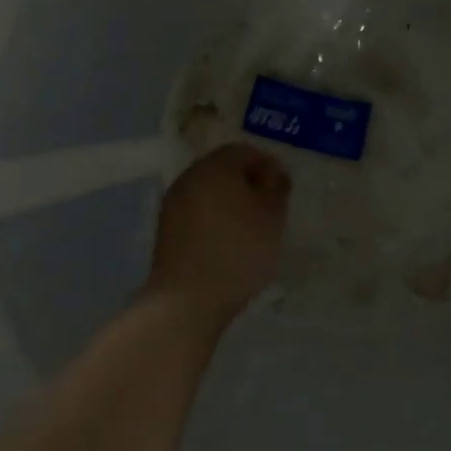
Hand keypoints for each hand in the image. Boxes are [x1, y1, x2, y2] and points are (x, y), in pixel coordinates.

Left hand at [144, 143, 291, 334]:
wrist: (188, 299)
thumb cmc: (239, 250)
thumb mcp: (272, 216)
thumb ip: (276, 187)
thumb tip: (274, 171)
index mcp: (215, 166)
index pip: (244, 151)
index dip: (268, 165)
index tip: (283, 189)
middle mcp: (189, 177)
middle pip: (223, 168)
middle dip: (248, 182)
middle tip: (270, 207)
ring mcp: (173, 203)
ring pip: (209, 191)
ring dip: (230, 201)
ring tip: (251, 227)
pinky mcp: (166, 229)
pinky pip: (197, 211)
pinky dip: (214, 218)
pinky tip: (228, 241)